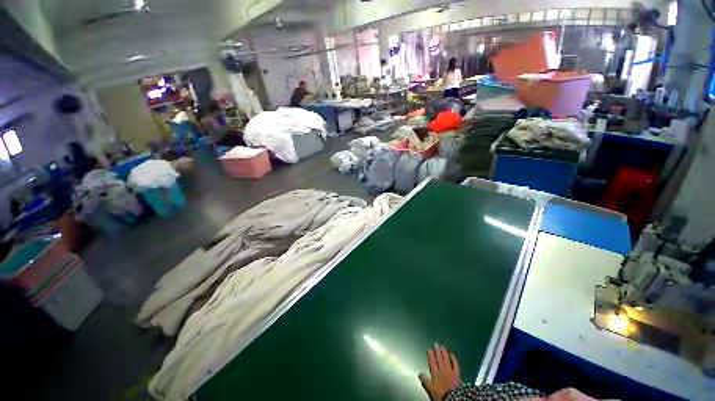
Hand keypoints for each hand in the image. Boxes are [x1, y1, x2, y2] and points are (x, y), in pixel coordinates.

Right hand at [419, 344, 461, 400]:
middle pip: (439, 359)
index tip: (429, 349)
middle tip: (436, 344)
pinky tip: (451, 354)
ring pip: (446, 359)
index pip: (432, 362)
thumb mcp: (430, 389)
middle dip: (437, 351)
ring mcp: (450, 371)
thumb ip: (425, 380)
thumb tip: (420, 373)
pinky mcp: (457, 373)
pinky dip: (453, 359)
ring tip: (442, 346)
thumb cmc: (441, 394)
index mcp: (435, 373)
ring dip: (444, 353)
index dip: (430, 355)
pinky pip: (455, 364)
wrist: (453, 398)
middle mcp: (442, 370)